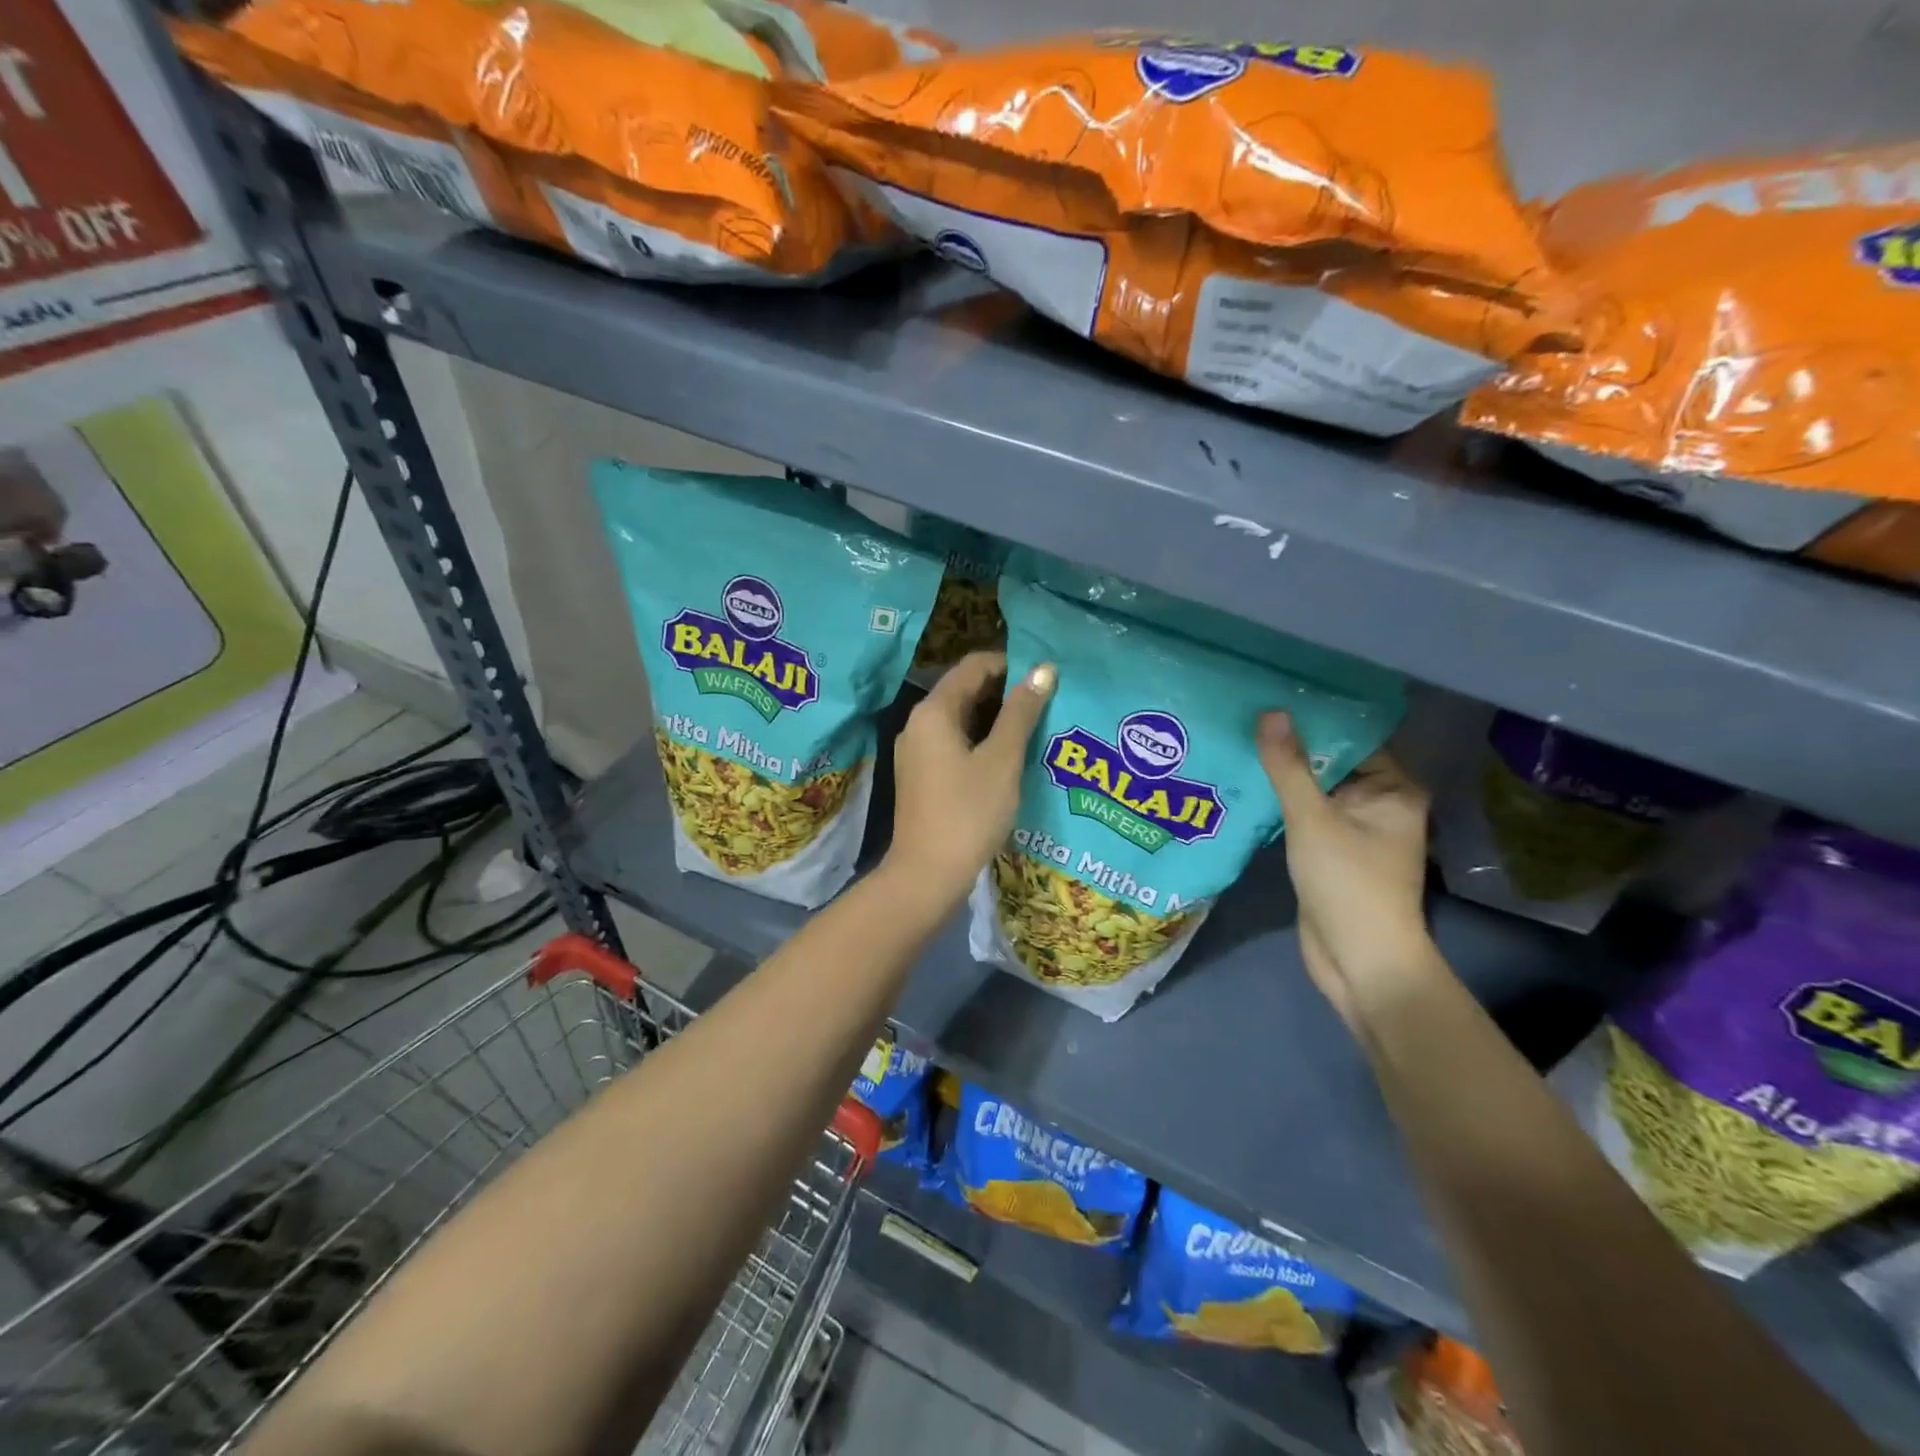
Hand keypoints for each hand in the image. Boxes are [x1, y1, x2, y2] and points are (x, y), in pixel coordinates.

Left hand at [883, 651, 1055, 915]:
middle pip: (965, 690)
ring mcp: (917, 751)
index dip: (1010, 664)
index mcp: (933, 711)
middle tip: (1048, 702)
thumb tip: (1043, 669)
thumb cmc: (968, 812)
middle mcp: (918, 724)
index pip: (973, 666)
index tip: (1046, 677)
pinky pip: (955, 743)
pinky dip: (982, 741)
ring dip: (997, 718)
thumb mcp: (1002, 759)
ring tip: (1037, 727)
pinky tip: (1010, 756)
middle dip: (1006, 692)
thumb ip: (1022, 712)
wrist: (927, 874)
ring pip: (961, 719)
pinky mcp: (922, 776)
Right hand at [1257, 712, 1437, 1027]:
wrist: (1359, 961)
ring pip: (1314, 790)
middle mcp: (1380, 804)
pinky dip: (1280, 803)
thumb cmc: (1348, 884)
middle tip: (1244, 714)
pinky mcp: (1331, 851)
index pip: (1353, 738)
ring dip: (1282, 775)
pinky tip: (1244, 784)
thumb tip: (1271, 712)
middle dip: (1292, 745)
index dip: (1315, 717)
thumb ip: (1289, 767)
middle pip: (1331, 762)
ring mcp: (1355, 829)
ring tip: (1237, 742)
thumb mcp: (1313, 819)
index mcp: (1394, 789)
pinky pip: (1305, 814)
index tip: (1273, 695)